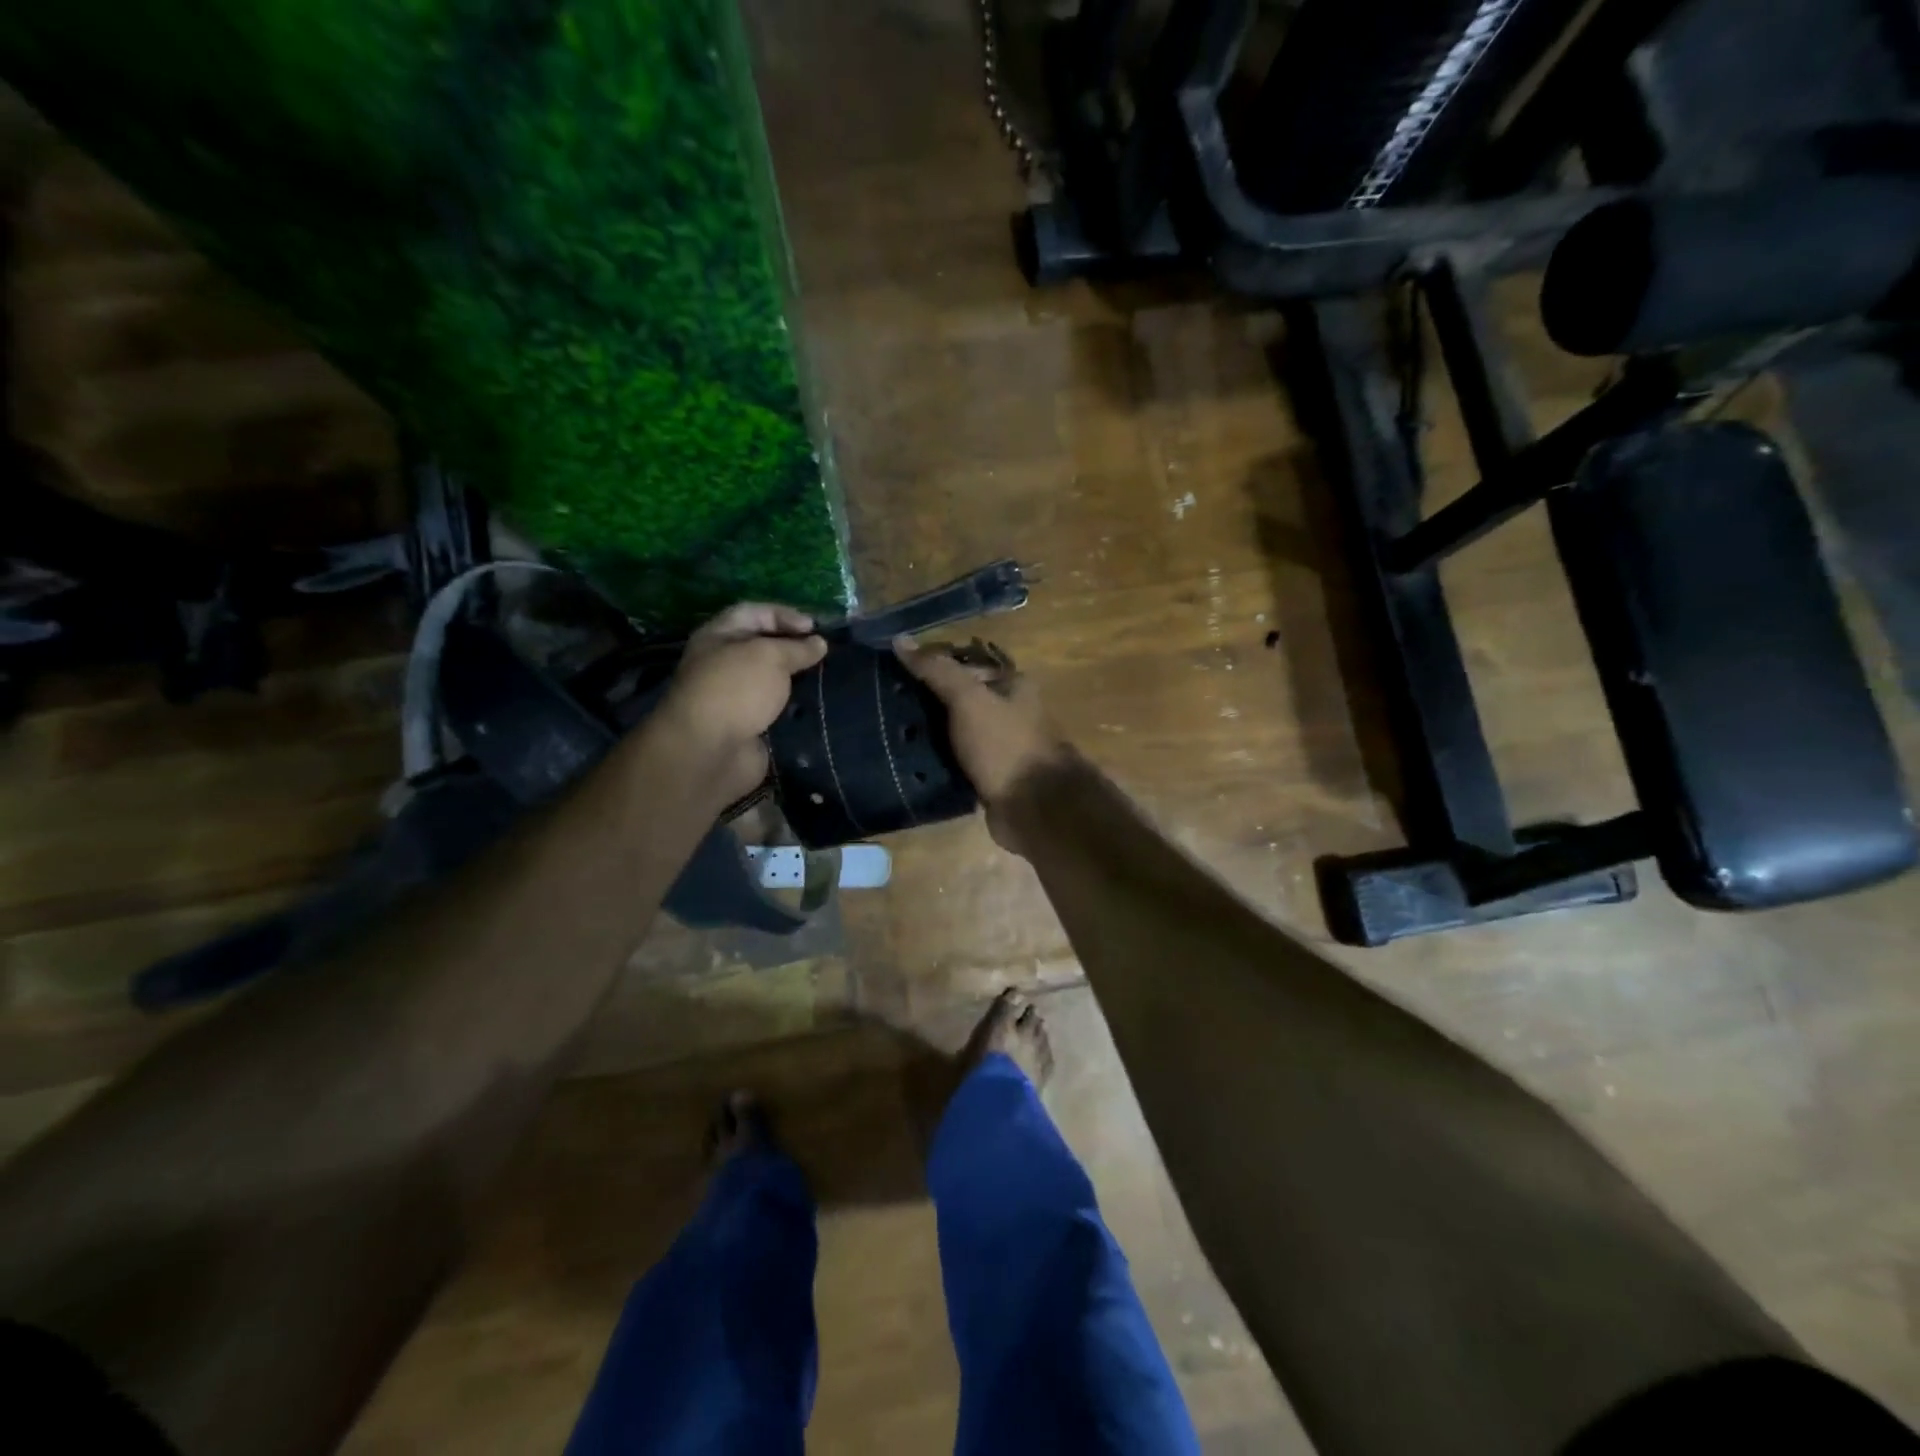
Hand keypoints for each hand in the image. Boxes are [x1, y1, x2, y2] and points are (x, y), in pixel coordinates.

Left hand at [651, 603, 826, 808]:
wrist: (710, 751)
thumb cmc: (736, 689)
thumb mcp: (770, 656)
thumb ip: (797, 648)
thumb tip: (819, 643)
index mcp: (718, 636)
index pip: (754, 613)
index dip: (784, 615)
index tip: (814, 628)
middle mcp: (724, 664)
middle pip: (763, 648)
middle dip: (794, 649)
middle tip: (825, 655)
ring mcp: (735, 698)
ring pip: (772, 682)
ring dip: (797, 680)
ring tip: (826, 678)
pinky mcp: (749, 727)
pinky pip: (776, 711)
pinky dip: (796, 708)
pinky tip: (818, 706)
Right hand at [893, 634, 1071, 854]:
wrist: (1034, 808)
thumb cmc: (1004, 745)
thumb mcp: (968, 699)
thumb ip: (936, 670)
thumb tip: (900, 639)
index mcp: (1013, 685)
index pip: (966, 664)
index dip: (932, 665)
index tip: (895, 672)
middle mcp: (1010, 712)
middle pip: (961, 698)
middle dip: (927, 702)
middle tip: (886, 704)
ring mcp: (1001, 746)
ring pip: (958, 732)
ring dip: (930, 734)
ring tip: (890, 732)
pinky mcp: (991, 777)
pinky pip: (958, 761)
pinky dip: (939, 761)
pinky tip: (909, 762)